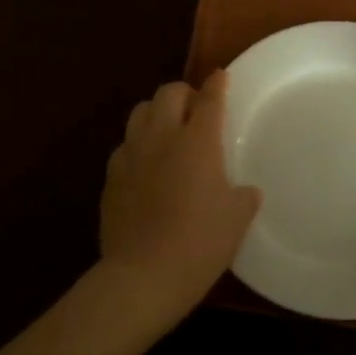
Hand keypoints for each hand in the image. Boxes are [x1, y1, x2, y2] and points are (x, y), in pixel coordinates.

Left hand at [96, 73, 260, 332]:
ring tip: (168, 130)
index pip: (209, 99)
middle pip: (168, 93)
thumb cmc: (200, 244)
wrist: (143, 277)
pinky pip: (124, 146)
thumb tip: (244, 190)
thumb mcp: (237, 220)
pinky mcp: (111, 177)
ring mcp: (131, 155)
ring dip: (156, 113)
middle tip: (196, 108)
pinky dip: (138, 145)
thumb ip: (243, 196)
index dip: (217, 84)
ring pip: (139, 112)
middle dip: (184, 93)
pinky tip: (146, 166)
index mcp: (198, 142)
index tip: (221, 77)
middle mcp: (162, 138)